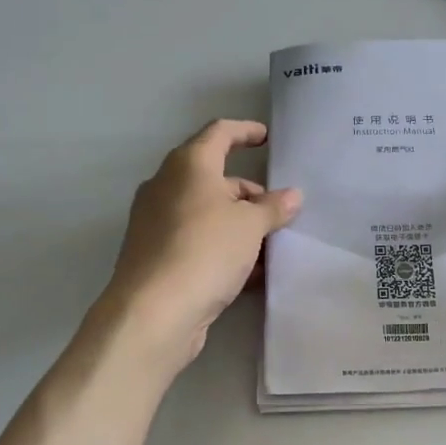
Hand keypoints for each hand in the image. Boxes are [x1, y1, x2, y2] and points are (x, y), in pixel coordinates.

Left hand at [102, 119, 301, 366]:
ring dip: (239, 225)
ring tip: (271, 246)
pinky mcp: (156, 256)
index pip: (219, 133)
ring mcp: (157, 223)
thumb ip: (273, 208)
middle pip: (214, 178)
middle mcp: (167, 187)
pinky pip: (197, 242)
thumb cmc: (204, 251)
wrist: (152, 313)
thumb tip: (292, 196)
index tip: (267, 138)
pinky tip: (250, 274)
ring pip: (207, 214)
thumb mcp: (250, 226)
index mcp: (187, 166)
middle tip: (279, 212)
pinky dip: (223, 249)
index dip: (245, 131)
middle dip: (249, 193)